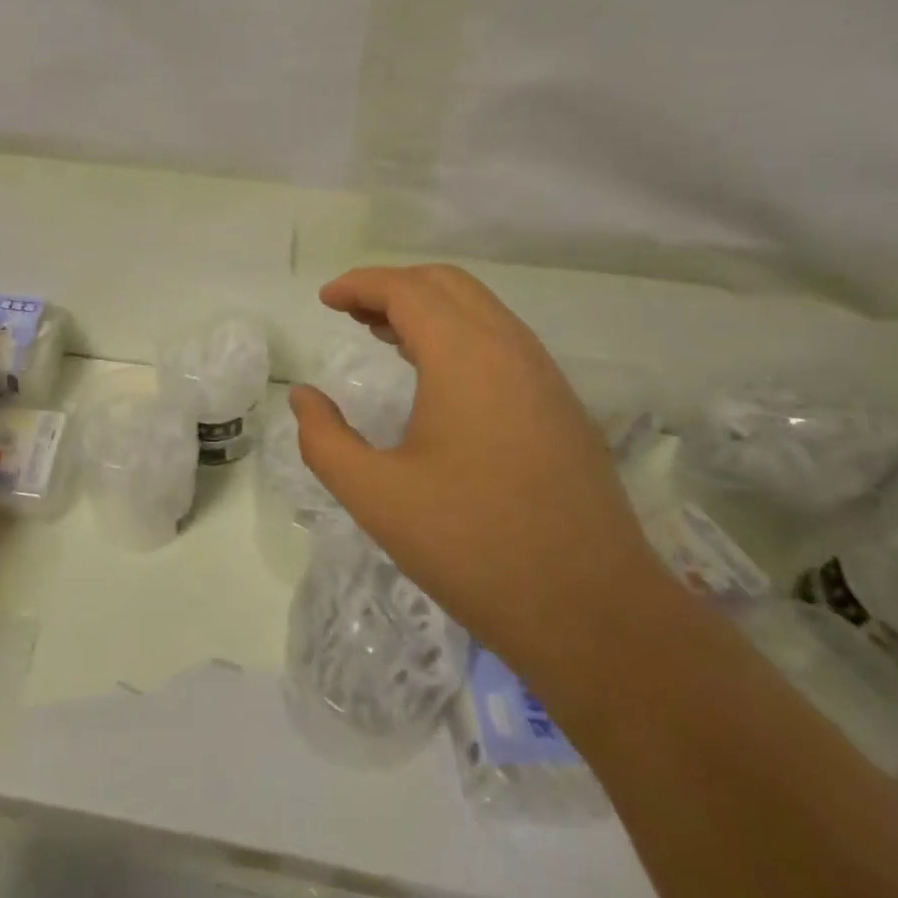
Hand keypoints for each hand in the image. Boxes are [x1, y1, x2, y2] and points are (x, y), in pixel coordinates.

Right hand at [292, 265, 663, 679]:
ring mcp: (544, 375)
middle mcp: (510, 348)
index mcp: (465, 356)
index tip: (325, 300)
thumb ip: (324, 440)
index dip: (360, 284)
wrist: (593, 612)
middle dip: (393, 287)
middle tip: (350, 313)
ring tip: (383, 335)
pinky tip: (436, 376)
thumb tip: (303, 397)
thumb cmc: (473, 547)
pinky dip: (459, 334)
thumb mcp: (376, 496)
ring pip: (480, 309)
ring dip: (428, 309)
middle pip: (446, 285)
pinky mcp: (560, 405)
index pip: (406, 290)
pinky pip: (502, 341)